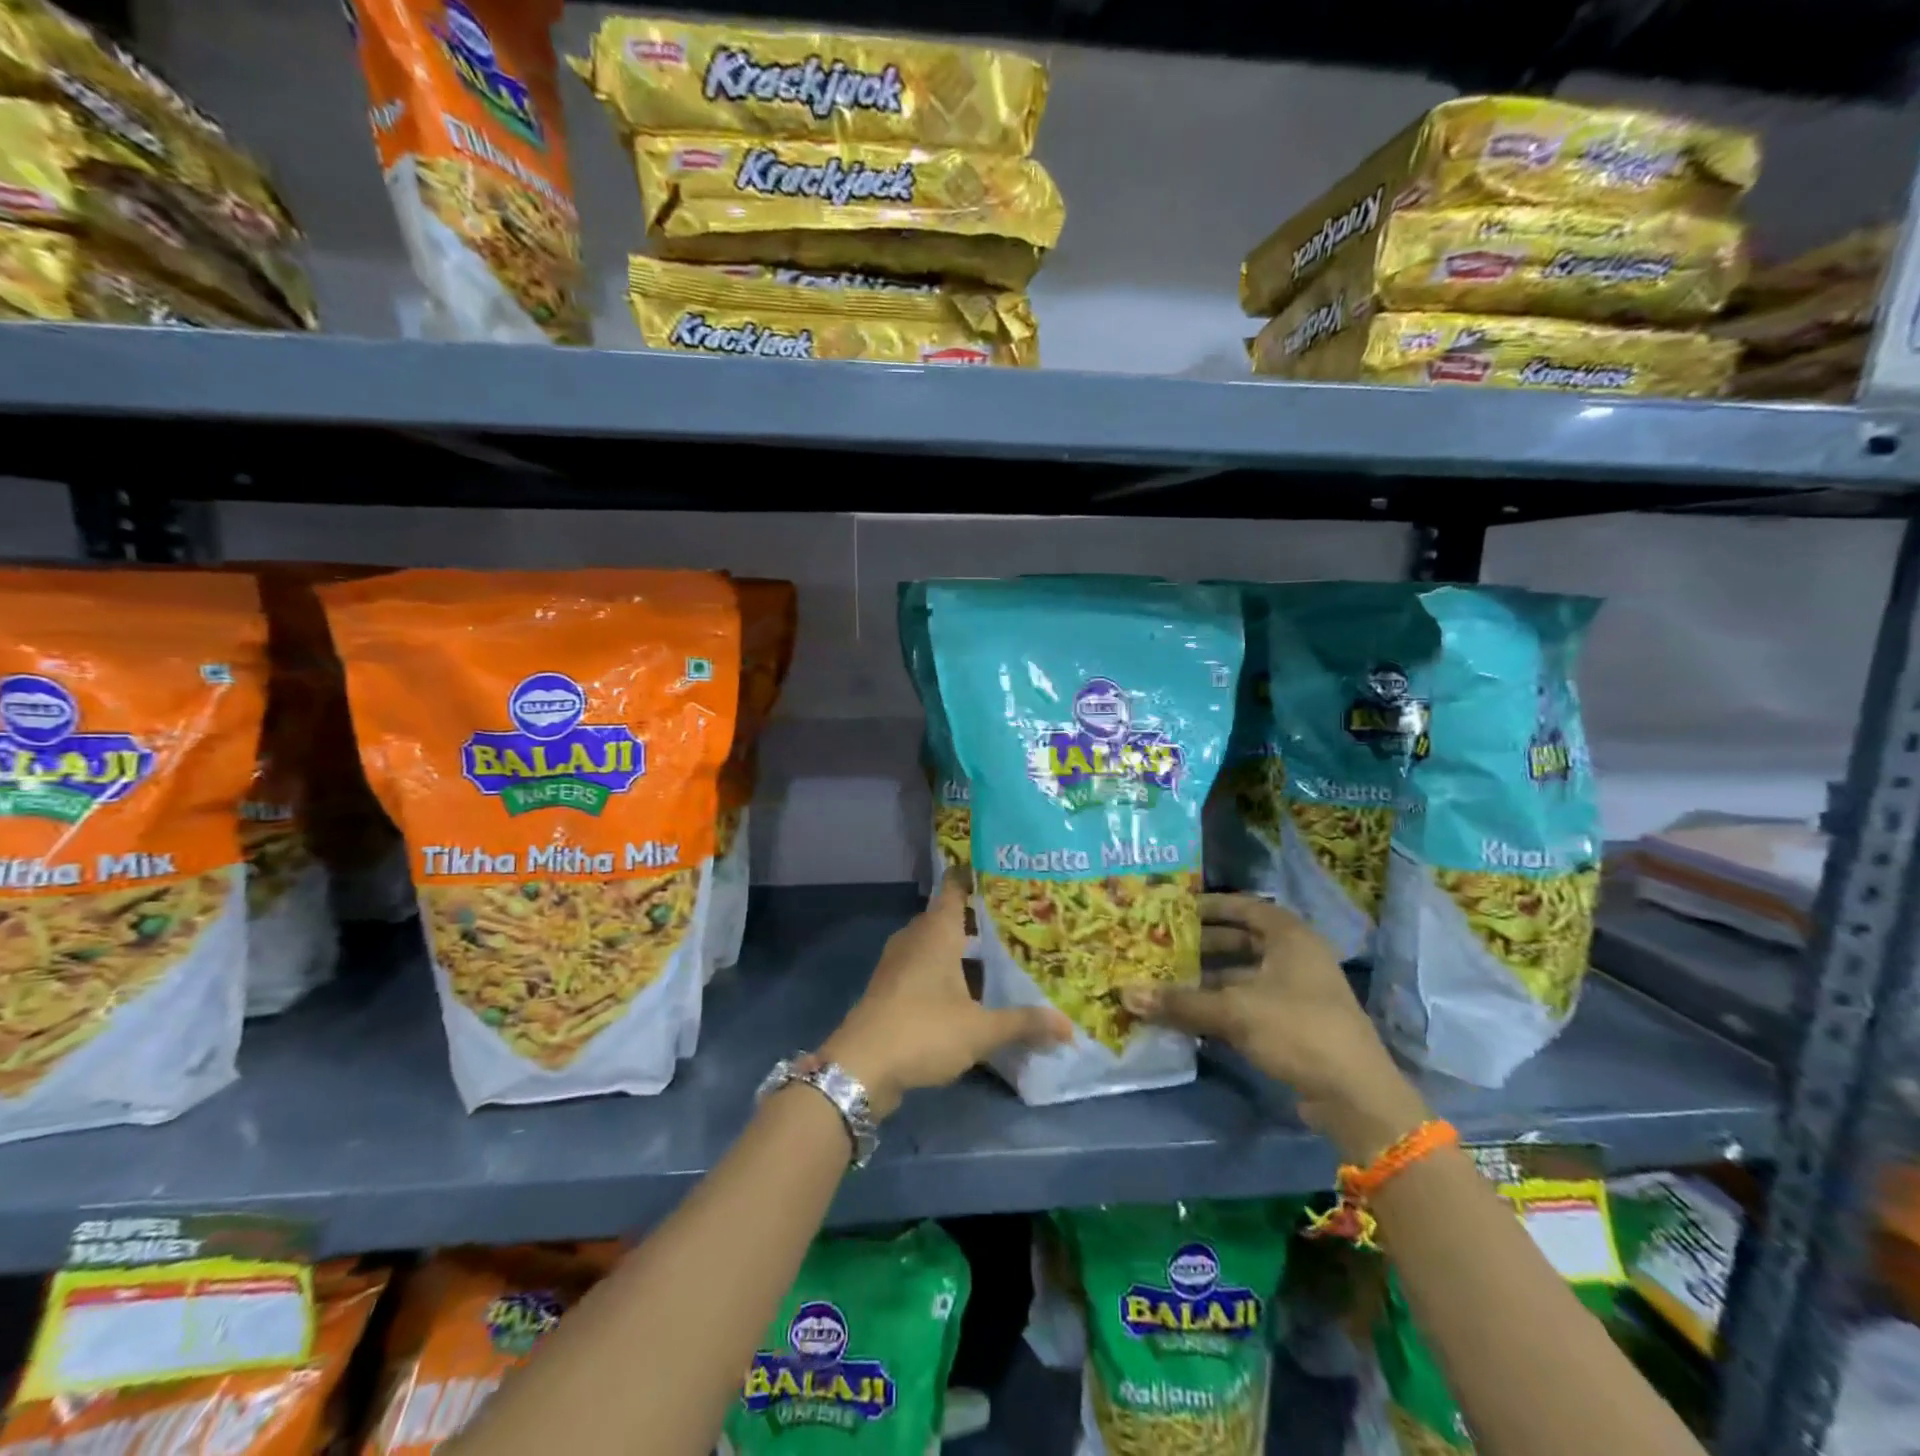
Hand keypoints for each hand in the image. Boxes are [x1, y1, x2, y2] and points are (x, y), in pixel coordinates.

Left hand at [822, 879, 1070, 1116]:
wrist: (861, 1067)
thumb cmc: (924, 1031)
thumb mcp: (980, 1030)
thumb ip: (1024, 1024)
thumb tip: (1068, 1027)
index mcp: (936, 931)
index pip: (955, 888)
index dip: (975, 877)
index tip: (1002, 872)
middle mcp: (915, 938)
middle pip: (949, 918)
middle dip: (978, 920)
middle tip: (1017, 923)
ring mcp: (898, 963)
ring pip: (936, 946)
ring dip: (962, 952)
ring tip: (1000, 959)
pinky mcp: (890, 988)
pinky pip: (924, 968)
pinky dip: (946, 974)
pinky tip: (970, 994)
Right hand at [1121, 894, 1427, 1162]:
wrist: (1355, 1097)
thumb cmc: (1298, 1031)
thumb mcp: (1235, 1012)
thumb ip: (1181, 1002)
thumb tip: (1126, 994)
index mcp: (1290, 937)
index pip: (1245, 906)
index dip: (1211, 905)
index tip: (1175, 909)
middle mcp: (1295, 957)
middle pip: (1241, 940)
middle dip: (1202, 945)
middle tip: (1162, 946)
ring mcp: (1296, 992)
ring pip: (1242, 974)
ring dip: (1207, 978)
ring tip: (1166, 980)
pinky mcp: (1293, 1023)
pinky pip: (1248, 1002)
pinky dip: (1220, 1004)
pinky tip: (1188, 1013)